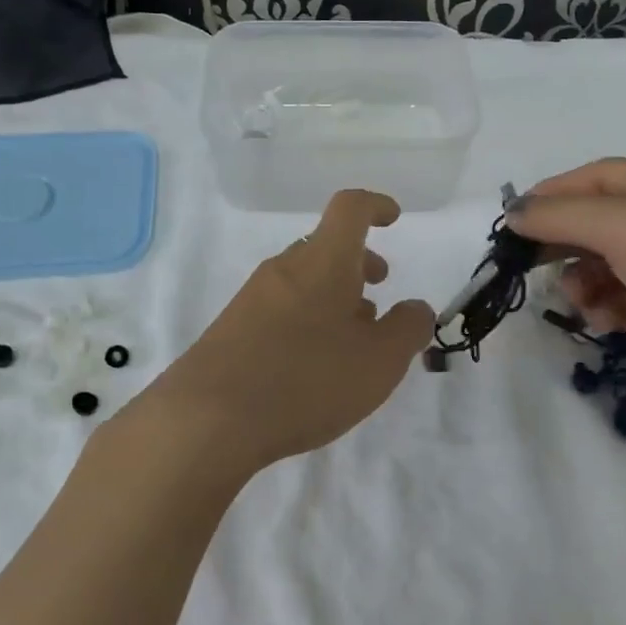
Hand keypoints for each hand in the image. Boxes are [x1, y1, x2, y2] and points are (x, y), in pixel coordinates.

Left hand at [130, 190, 435, 473]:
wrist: (209, 418)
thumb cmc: (306, 381)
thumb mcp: (379, 362)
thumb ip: (408, 329)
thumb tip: (416, 308)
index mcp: (323, 261)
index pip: (350, 208)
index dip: (376, 206)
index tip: (394, 219)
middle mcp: (284, 268)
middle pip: (325, 246)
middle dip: (357, 263)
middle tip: (378, 291)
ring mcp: (252, 297)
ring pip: (303, 279)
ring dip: (333, 295)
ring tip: (351, 338)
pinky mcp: (232, 327)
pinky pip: (280, 306)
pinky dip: (306, 318)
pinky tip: (312, 363)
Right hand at [508, 159, 625, 427]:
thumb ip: (562, 216)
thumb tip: (514, 212)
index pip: (590, 178)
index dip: (547, 197)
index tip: (509, 227)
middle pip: (592, 221)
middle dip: (560, 244)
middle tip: (526, 269)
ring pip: (600, 264)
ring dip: (580, 282)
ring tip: (584, 302)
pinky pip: (619, 299)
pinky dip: (605, 308)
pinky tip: (608, 323)